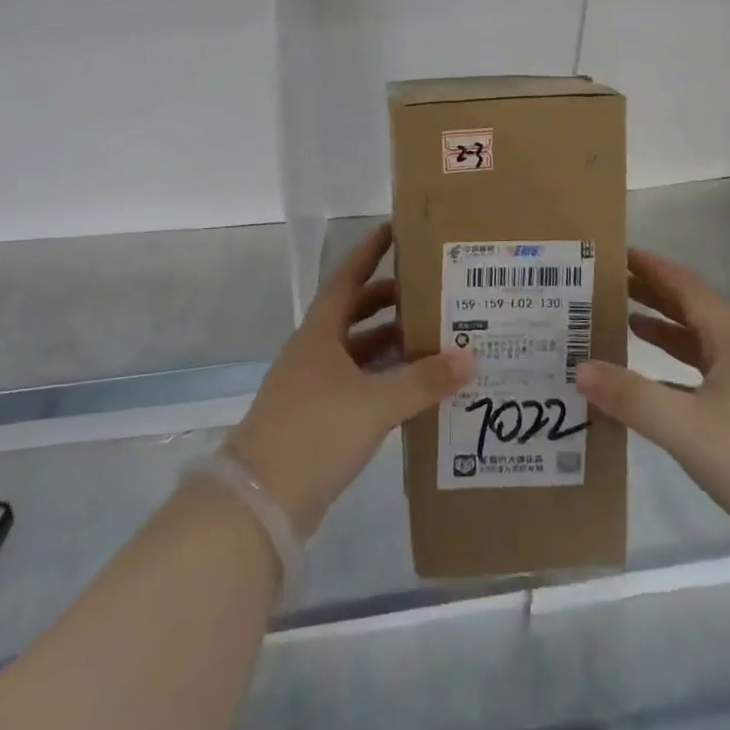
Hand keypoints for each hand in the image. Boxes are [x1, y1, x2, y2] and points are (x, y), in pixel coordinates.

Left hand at [226, 222, 472, 539]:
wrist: (260, 502)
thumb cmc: (314, 432)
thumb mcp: (375, 403)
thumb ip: (423, 381)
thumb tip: (469, 356)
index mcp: (321, 331)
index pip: (349, 275)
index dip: (371, 249)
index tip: (398, 227)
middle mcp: (316, 350)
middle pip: (357, 311)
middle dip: (392, 299)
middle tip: (433, 289)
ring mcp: (316, 384)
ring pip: (360, 350)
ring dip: (392, 342)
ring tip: (436, 336)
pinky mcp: (320, 417)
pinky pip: (360, 383)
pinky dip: (386, 378)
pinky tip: (415, 387)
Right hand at [574, 247, 729, 553]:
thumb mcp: (686, 428)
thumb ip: (631, 397)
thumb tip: (579, 369)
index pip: (688, 287)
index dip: (654, 268)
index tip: (618, 253)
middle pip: (696, 311)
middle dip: (656, 295)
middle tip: (612, 285)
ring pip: (705, 345)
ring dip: (669, 332)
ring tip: (629, 325)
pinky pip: (711, 377)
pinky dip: (680, 371)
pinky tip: (660, 388)